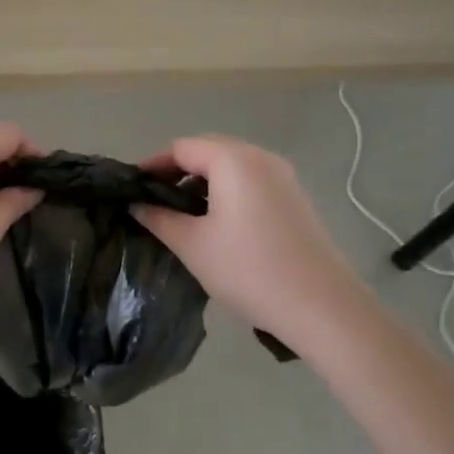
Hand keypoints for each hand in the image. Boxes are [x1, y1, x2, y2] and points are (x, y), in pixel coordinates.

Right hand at [131, 135, 364, 336]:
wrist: (321, 306)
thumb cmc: (248, 269)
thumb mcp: (192, 245)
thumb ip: (159, 218)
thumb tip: (137, 205)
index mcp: (233, 160)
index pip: (181, 148)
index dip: (153, 165)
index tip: (132, 189)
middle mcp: (260, 157)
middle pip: (208, 150)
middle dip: (178, 171)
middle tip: (154, 200)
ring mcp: (283, 176)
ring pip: (231, 166)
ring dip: (203, 181)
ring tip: (182, 213)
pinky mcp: (295, 198)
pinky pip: (251, 181)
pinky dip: (227, 191)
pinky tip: (218, 222)